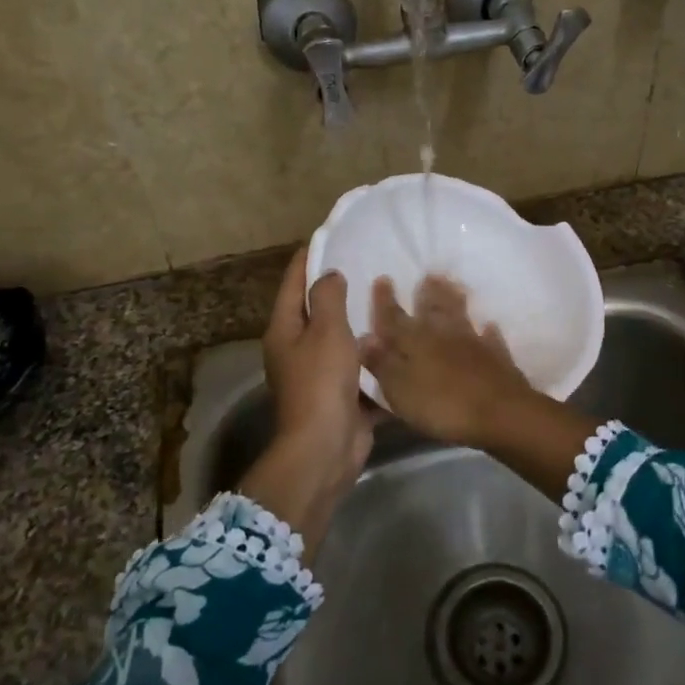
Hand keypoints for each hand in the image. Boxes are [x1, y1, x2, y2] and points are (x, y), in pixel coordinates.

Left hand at [242, 250, 377, 556]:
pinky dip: (375, 356)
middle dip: (341, 289)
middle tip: (370, 264)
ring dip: (362, 323)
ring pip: (342, 339)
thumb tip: (330, 275)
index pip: (293, 282)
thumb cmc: (321, 382)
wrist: (325, 448)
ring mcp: (319, 375)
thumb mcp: (325, 331)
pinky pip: (360, 368)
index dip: (309, 258)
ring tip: (391, 297)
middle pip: (317, 310)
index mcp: (284, 329)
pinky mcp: (342, 395)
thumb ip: (328, 298)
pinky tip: (400, 339)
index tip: (331, 235)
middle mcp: (297, 349)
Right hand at [359, 275, 535, 448]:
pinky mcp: (497, 358)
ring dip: (455, 300)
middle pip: (432, 310)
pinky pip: (490, 339)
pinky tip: (489, 326)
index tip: (383, 278)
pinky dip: (488, 332)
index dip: (385, 301)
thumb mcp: (400, 389)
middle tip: (428, 275)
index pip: (394, 318)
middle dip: (427, 293)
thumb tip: (363, 337)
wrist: (499, 413)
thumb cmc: (441, 405)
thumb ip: (382, 363)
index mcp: (414, 342)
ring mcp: (473, 344)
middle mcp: (443, 335)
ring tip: (454, 285)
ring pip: (461, 316)